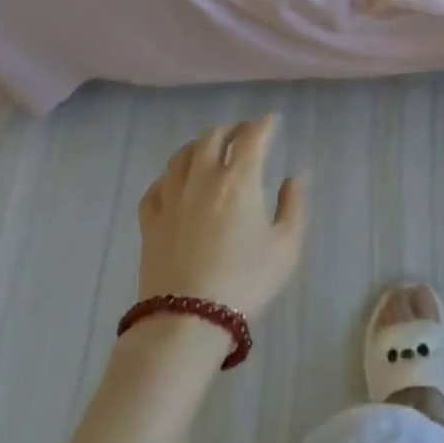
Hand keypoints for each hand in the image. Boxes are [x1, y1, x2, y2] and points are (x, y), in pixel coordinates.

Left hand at [135, 114, 307, 320]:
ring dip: (199, 144)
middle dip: (232, 128)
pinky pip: (157, 185)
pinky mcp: (150, 221)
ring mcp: (172, 198)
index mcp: (239, 180)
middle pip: (213, 137)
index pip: (252, 137)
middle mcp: (203, 178)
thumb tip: (294, 178)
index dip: (264, 124)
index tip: (273, 121)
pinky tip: (174, 182)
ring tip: (209, 148)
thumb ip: (294, 206)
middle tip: (243, 132)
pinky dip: (169, 176)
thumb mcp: (286, 247)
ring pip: (182, 155)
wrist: (187, 321)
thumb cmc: (245, 282)